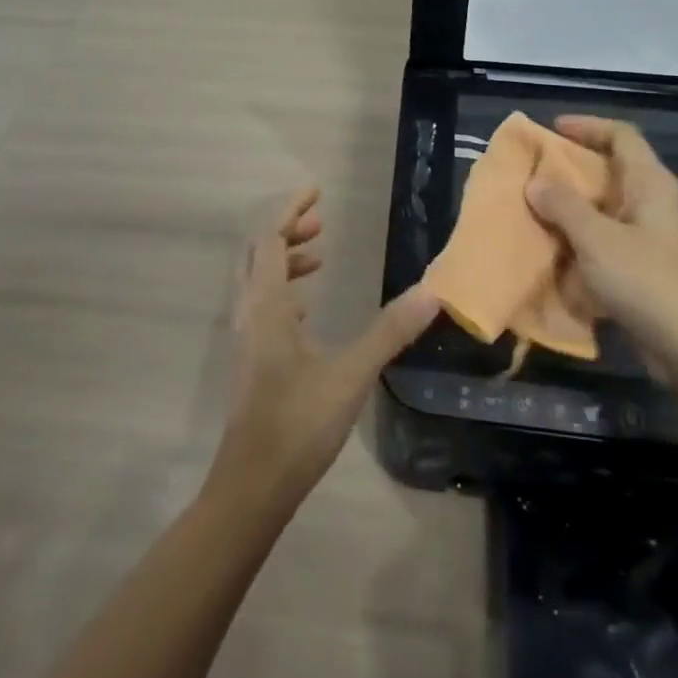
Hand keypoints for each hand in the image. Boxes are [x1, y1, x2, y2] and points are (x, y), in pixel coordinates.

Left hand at [205, 188, 439, 520]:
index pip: (270, 238)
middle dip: (287, 230)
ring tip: (319, 257)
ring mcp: (246, 338)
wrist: (253, 485)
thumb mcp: (351, 372)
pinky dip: (284, 290)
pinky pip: (263, 306)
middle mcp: (249, 312)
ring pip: (258, 280)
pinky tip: (308, 310)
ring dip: (284, 260)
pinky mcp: (252, 360)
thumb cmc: (298, 422)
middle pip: (258, 253)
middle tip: (321, 223)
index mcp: (266, 304)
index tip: (316, 192)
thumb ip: (389, 330)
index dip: (290, 210)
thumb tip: (431, 291)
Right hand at [526, 116, 677, 375]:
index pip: (621, 135)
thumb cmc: (649, 282)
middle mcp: (653, 203)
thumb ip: (563, 206)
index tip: (551, 130)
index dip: (587, 126)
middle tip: (533, 172)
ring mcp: (652, 238)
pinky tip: (555, 253)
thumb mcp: (597, 239)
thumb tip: (535, 182)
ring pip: (606, 208)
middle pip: (611, 169)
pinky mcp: (646, 269)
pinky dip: (581, 241)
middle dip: (572, 169)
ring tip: (534, 210)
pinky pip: (607, 241)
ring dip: (572, 208)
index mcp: (650, 183)